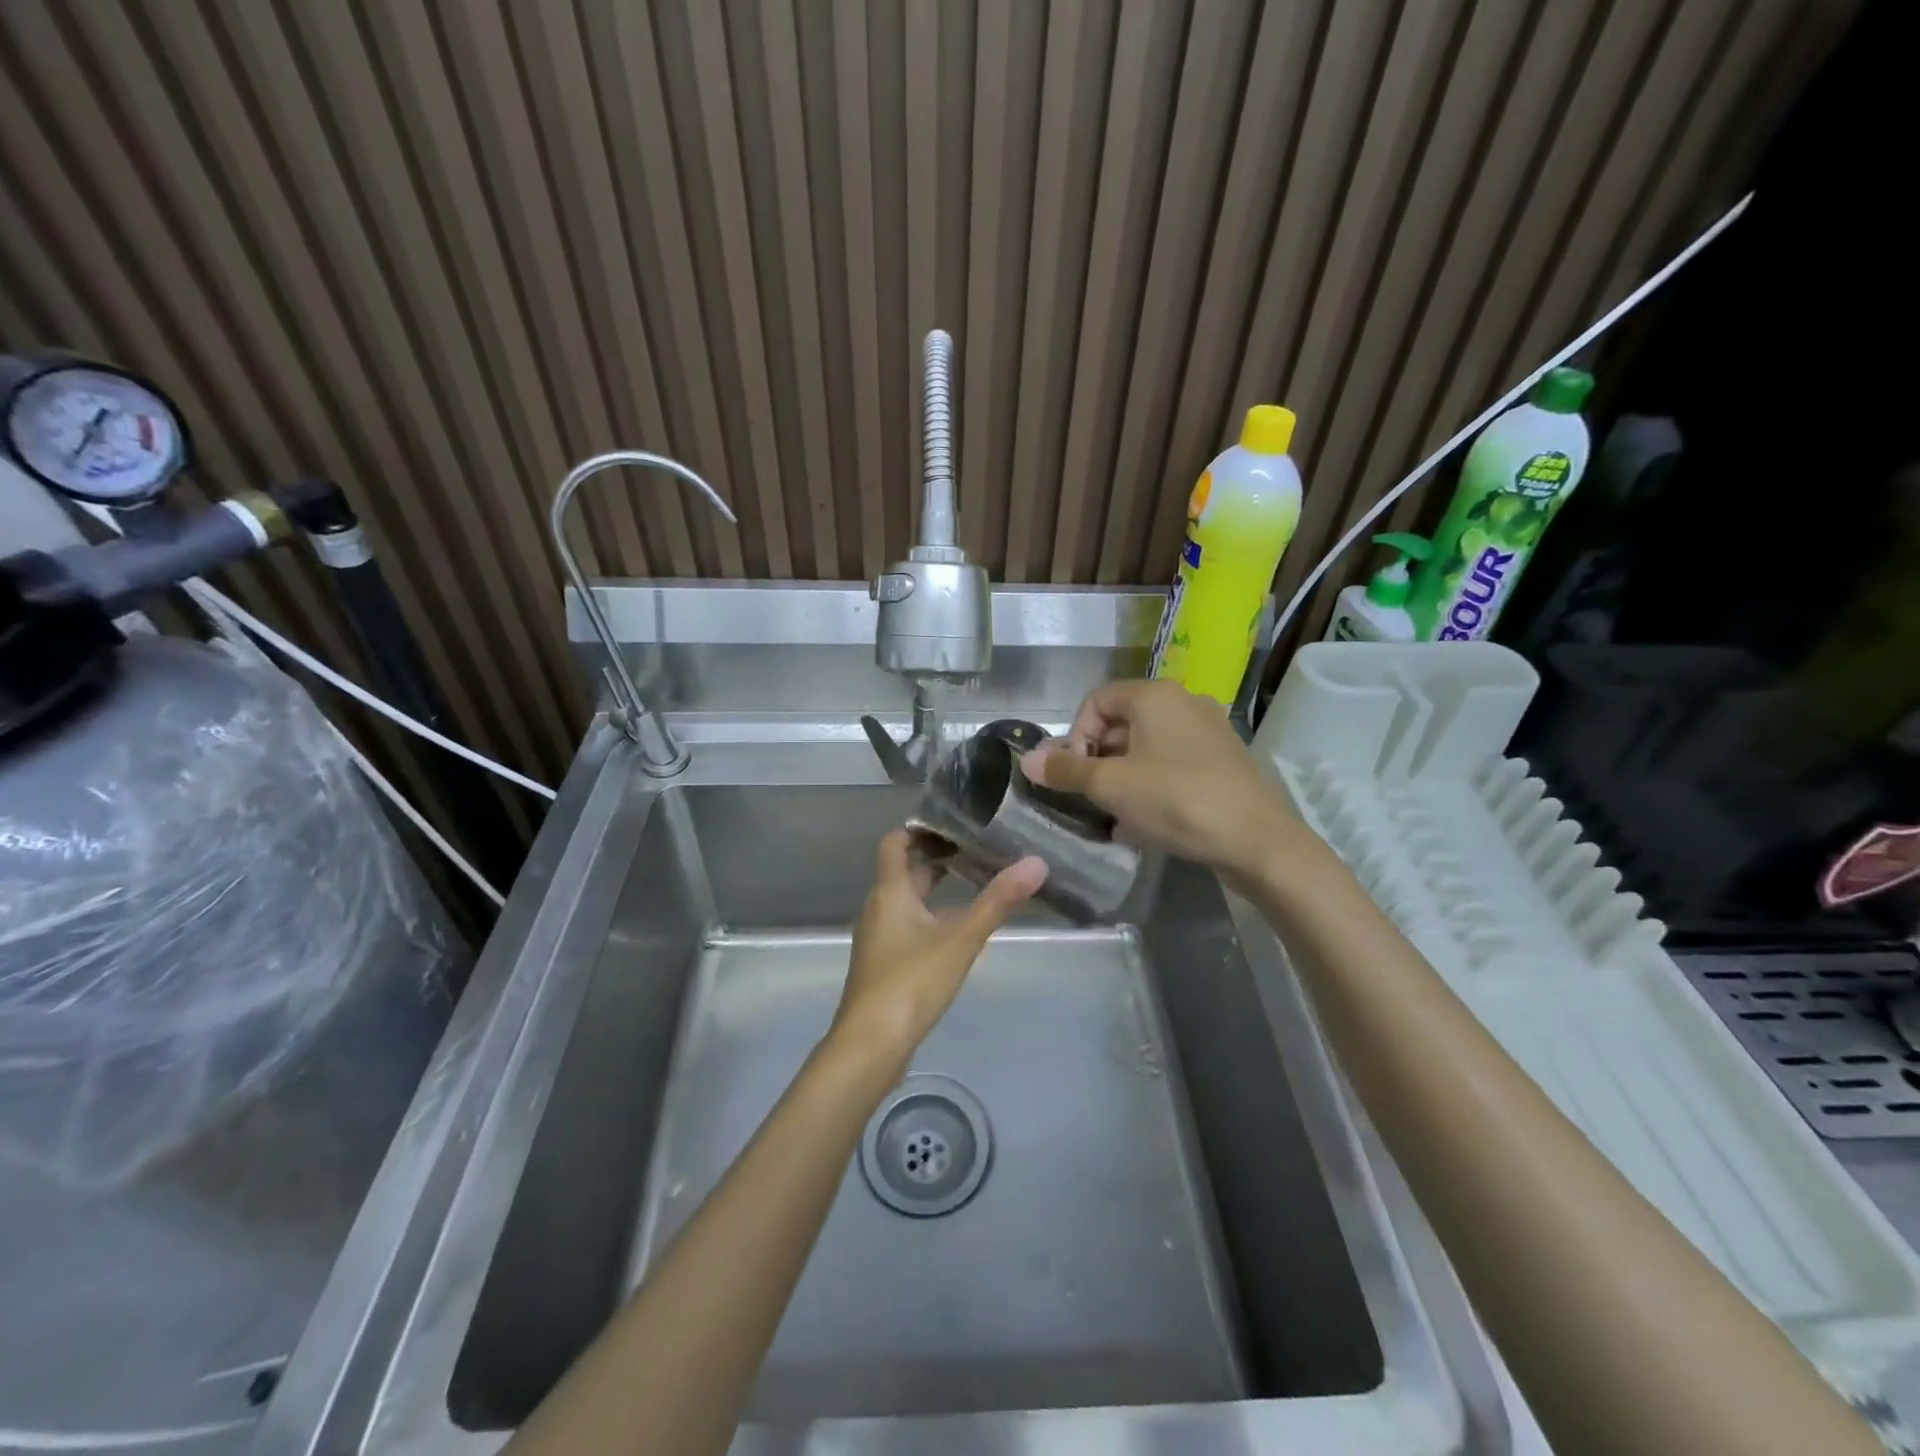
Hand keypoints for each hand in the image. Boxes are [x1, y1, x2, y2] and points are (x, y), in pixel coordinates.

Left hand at [830, 829, 1047, 1071]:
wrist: (870, 1044)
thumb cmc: (911, 981)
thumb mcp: (961, 938)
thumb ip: (998, 901)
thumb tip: (1037, 862)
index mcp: (890, 891)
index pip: (895, 842)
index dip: (920, 828)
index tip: (955, 824)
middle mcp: (879, 907)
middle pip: (904, 870)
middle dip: (936, 857)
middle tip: (977, 850)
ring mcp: (879, 937)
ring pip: (906, 899)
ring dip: (934, 888)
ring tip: (974, 883)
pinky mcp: (884, 963)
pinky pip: (906, 924)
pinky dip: (929, 915)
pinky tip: (956, 930)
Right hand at [1020, 679, 1303, 881]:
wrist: (1257, 840)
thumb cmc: (1176, 801)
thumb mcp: (1111, 787)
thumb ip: (1065, 771)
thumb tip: (1027, 759)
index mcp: (1155, 696)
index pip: (1095, 701)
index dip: (1075, 736)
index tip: (1074, 775)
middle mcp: (1184, 702)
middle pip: (1122, 722)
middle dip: (1097, 759)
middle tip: (1091, 796)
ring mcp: (1208, 731)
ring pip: (1147, 746)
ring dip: (1122, 776)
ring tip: (1115, 814)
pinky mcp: (1223, 760)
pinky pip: (1172, 763)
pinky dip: (1151, 784)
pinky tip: (1145, 822)